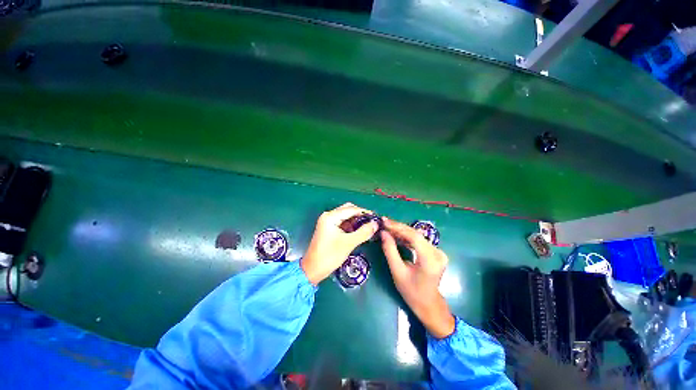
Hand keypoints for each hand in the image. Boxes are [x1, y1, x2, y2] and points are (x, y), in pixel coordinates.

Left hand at [301, 203, 378, 284]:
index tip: (376, 217)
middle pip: (348, 210)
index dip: (364, 212)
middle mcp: (328, 216)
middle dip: (360, 215)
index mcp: (330, 217)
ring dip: (356, 221)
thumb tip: (375, 224)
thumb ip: (363, 232)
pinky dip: (351, 226)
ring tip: (368, 228)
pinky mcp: (329, 229)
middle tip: (372, 223)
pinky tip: (359, 232)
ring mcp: (328, 222)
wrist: (313, 270)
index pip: (351, 209)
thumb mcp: (348, 243)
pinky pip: (343, 223)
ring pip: (346, 217)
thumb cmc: (329, 255)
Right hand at [380, 218, 455, 338]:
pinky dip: (407, 237)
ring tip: (387, 228)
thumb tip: (383, 233)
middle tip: (384, 223)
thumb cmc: (412, 292)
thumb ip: (390, 251)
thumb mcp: (397, 272)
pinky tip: (396, 235)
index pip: (413, 236)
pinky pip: (419, 241)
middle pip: (415, 234)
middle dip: (398, 227)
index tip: (384, 222)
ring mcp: (438, 252)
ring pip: (417, 236)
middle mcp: (437, 253)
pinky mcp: (435, 252)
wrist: (429, 304)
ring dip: (402, 231)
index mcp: (430, 260)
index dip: (398, 227)